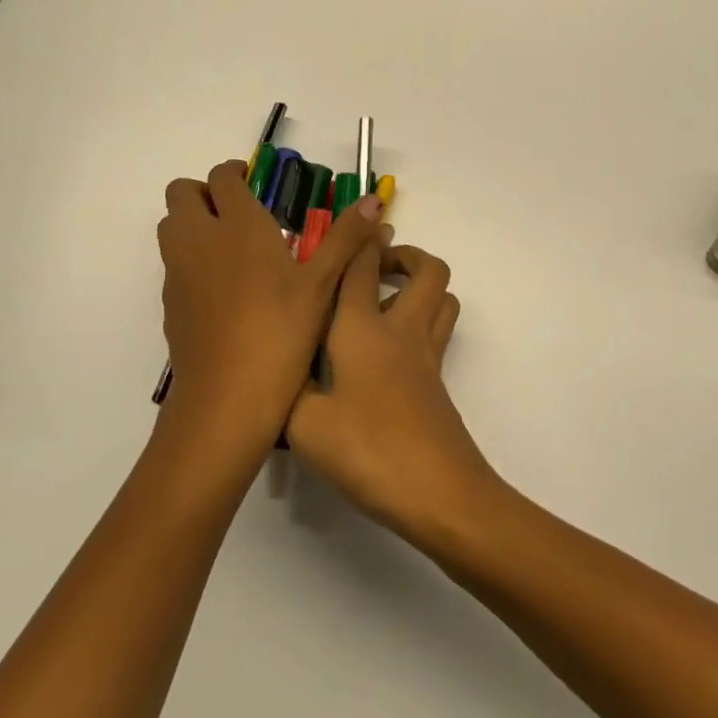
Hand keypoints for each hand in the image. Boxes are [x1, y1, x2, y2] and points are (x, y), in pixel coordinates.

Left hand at [158, 159, 382, 459]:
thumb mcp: (323, 285)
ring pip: (172, 226)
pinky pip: (173, 263)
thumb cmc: (281, 333)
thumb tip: (372, 199)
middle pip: (182, 193)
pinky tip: (225, 290)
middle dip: (206, 193)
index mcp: (237, 225)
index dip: (235, 173)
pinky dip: (191, 259)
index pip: (221, 176)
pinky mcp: (169, 303)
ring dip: (193, 223)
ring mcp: (178, 272)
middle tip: (240, 212)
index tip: (257, 186)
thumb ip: (346, 237)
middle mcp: (199, 239)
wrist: (226, 399)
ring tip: (232, 247)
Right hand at [286, 239, 495, 542]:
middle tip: (373, 268)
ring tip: (385, 300)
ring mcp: (426, 356)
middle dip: (403, 255)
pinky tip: (389, 350)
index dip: (358, 239)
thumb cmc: (367, 450)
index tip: (351, 225)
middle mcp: (400, 330)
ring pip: (442, 297)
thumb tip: (275, 369)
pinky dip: (422, 319)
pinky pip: (437, 330)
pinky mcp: (438, 382)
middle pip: (426, 269)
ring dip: (421, 285)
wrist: (438, 492)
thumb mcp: (304, 424)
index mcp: (361, 329)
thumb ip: (286, 389)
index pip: (361, 267)